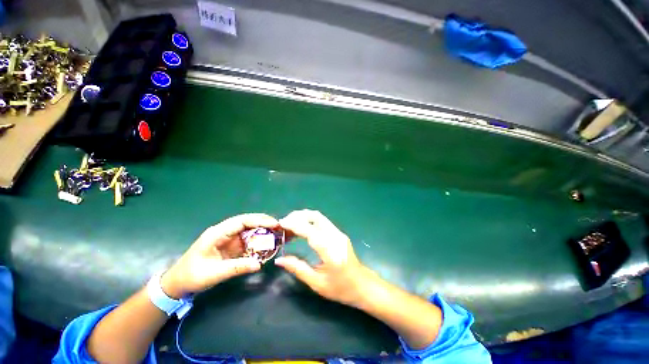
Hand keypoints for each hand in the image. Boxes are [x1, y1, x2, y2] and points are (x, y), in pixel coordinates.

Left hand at [161, 213, 278, 298]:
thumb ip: (237, 267)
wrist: (177, 284)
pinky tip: (266, 244)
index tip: (274, 224)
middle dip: (263, 222)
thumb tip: (259, 264)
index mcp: (217, 233)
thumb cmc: (192, 276)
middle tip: (279, 227)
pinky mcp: (230, 246)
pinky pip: (247, 240)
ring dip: (262, 231)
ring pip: (248, 230)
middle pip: (247, 222)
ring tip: (276, 233)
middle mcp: (224, 232)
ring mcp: (228, 238)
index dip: (259, 220)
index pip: (241, 221)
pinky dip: (257, 241)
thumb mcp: (214, 273)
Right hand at [275, 210, 374, 306]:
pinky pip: (322, 221)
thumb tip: (279, 260)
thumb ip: (298, 269)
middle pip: (316, 217)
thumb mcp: (317, 283)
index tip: (281, 223)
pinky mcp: (339, 233)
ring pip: (319, 217)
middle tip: (284, 222)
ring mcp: (339, 233)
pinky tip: (302, 227)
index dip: (294, 224)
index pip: (310, 231)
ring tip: (290, 223)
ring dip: (304, 216)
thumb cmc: (341, 288)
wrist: (363, 284)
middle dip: (298, 216)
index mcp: (330, 250)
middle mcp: (335, 236)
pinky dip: (310, 220)